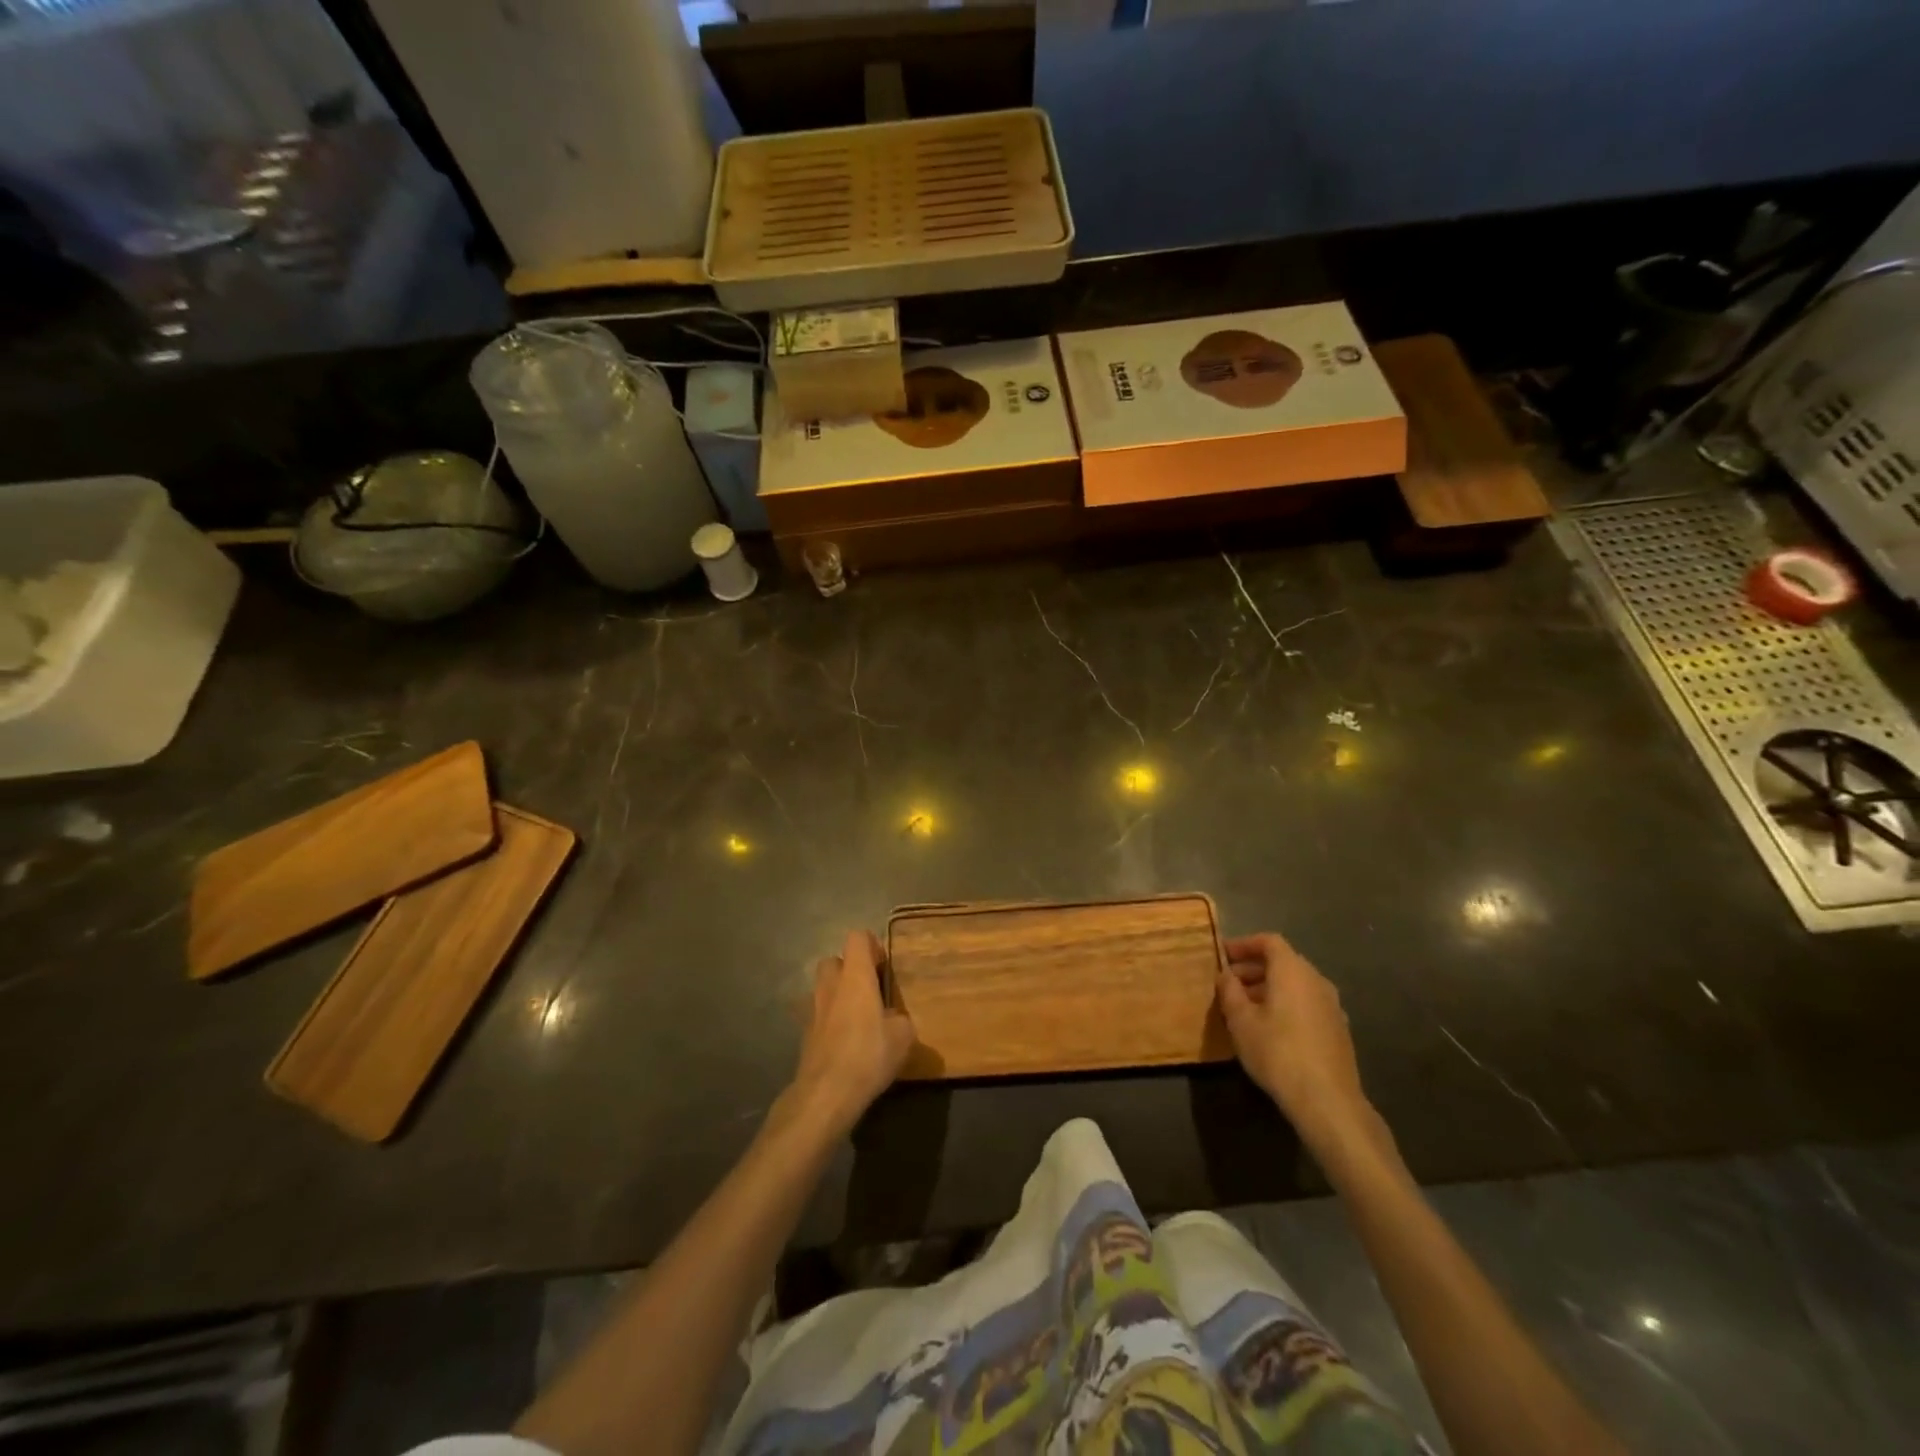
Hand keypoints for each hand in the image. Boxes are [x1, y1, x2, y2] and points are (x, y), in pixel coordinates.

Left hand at [785, 930, 915, 1134]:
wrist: (826, 1093)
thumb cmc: (869, 1054)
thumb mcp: (903, 1035)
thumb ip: (900, 1018)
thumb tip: (893, 1018)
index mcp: (855, 976)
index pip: (857, 937)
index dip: (871, 945)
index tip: (883, 965)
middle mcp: (830, 985)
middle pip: (834, 960)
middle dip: (850, 969)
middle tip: (869, 989)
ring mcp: (812, 1008)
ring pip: (823, 987)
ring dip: (837, 994)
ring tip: (857, 1016)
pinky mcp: (804, 1033)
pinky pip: (818, 1014)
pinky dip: (829, 1019)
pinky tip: (844, 1040)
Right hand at [1218, 933, 1374, 1152]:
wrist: (1328, 1101)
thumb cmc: (1277, 1052)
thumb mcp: (1241, 1021)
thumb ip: (1230, 991)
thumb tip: (1226, 974)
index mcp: (1293, 971)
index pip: (1269, 942)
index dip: (1244, 944)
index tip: (1224, 955)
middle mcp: (1316, 980)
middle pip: (1283, 962)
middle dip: (1254, 968)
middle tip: (1229, 982)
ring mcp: (1332, 1005)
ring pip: (1296, 984)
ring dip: (1269, 987)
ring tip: (1245, 1006)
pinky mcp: (1338, 1029)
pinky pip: (1307, 1003)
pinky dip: (1286, 1004)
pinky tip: (1271, 1028)